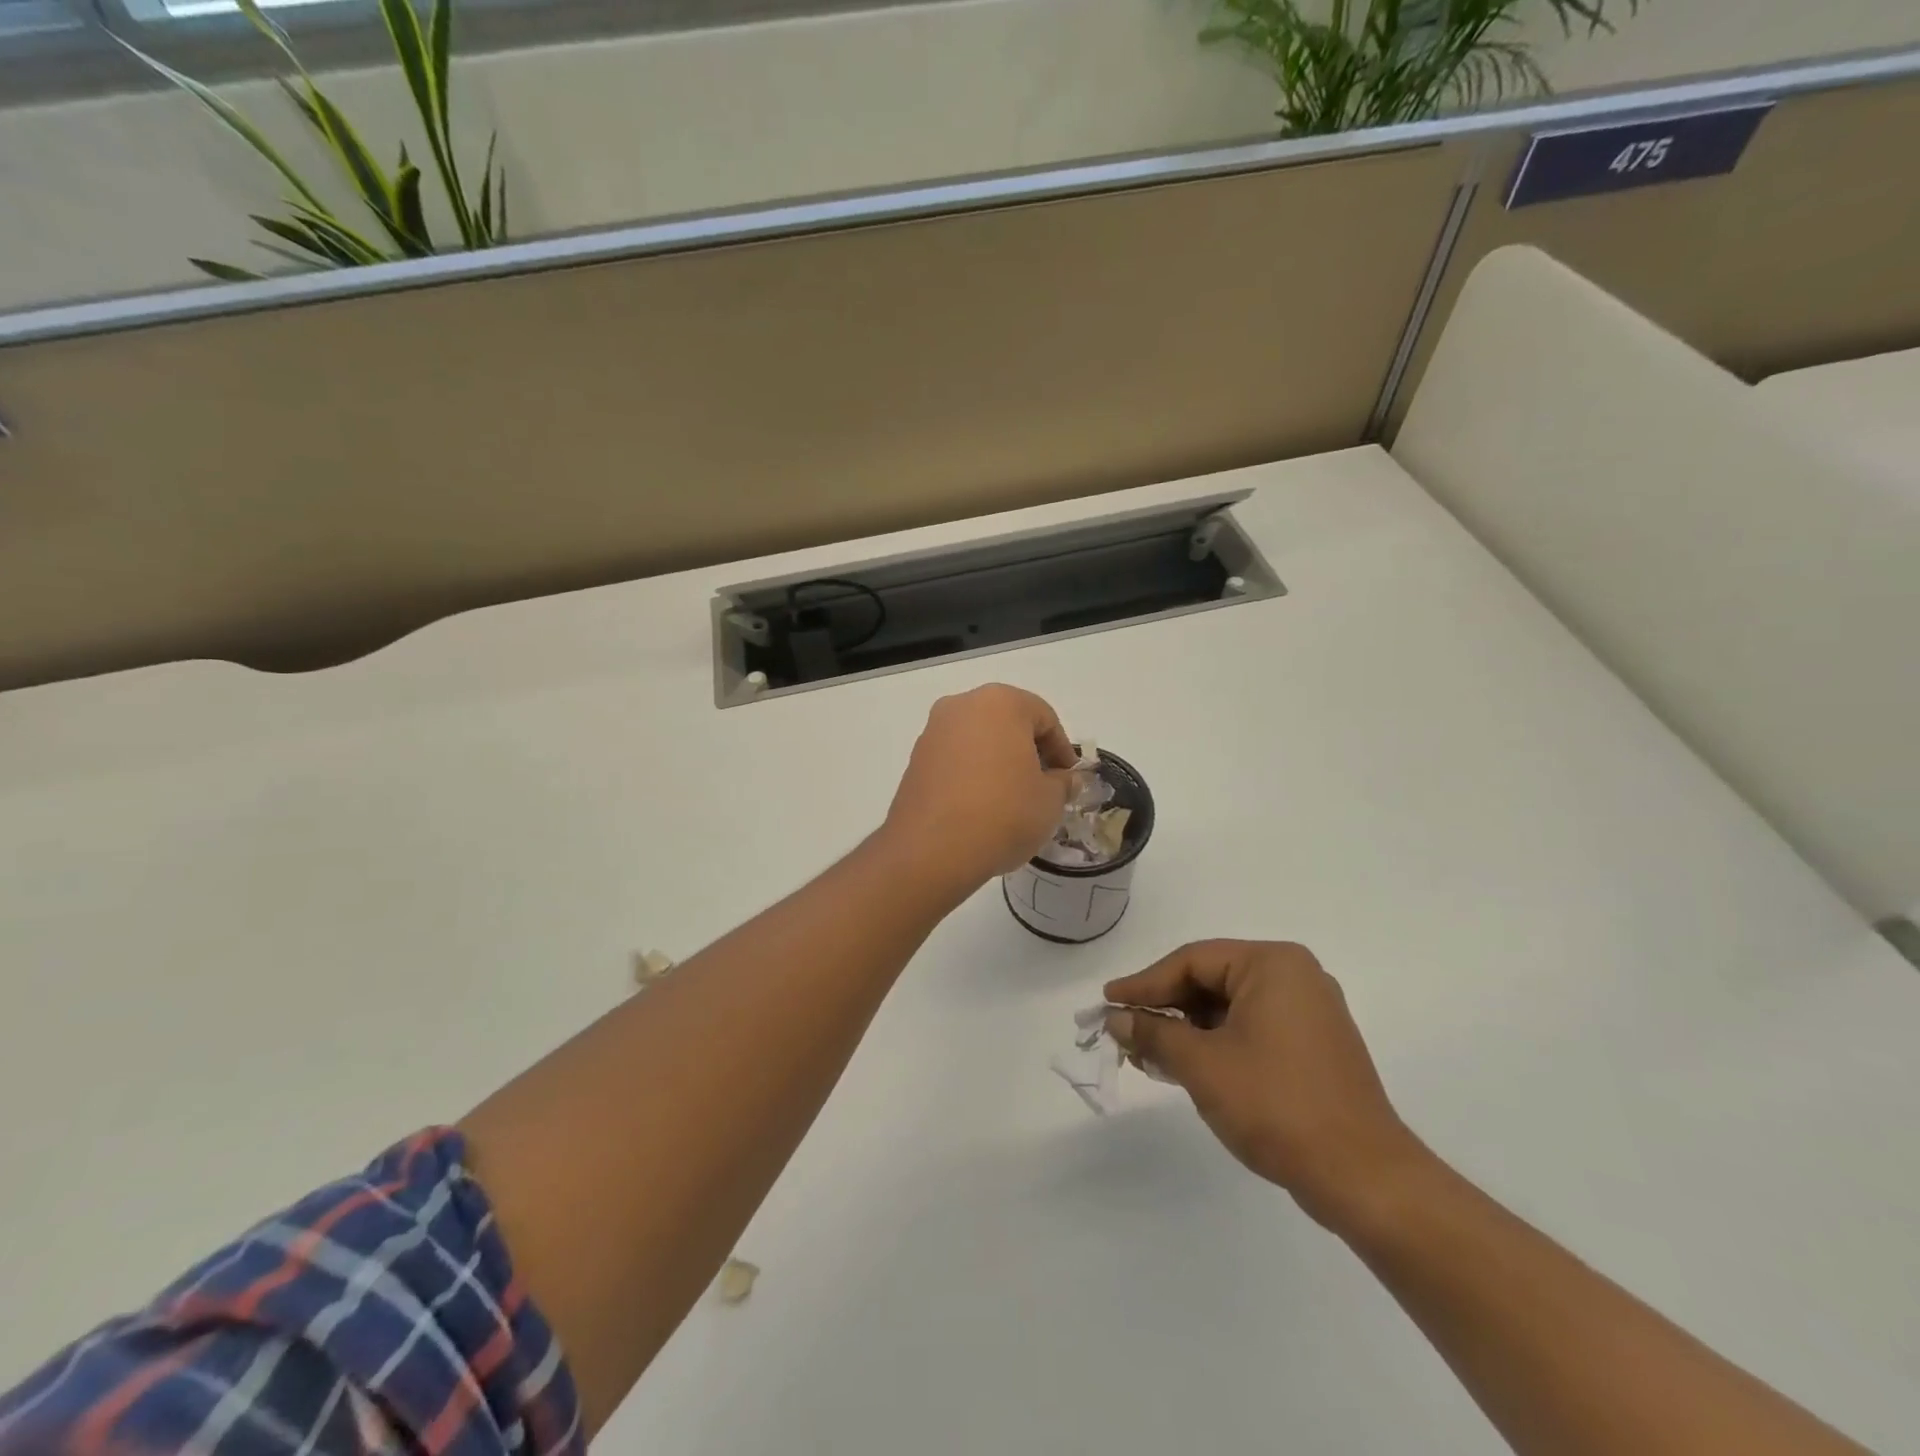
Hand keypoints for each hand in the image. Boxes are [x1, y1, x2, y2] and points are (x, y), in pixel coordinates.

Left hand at [884, 684, 1077, 893]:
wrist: (932, 850)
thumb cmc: (1003, 814)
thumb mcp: (1050, 801)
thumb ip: (1063, 783)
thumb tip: (1064, 779)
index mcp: (1000, 703)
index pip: (1044, 717)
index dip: (1062, 750)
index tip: (1069, 780)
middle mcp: (962, 706)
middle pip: (1008, 723)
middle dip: (1029, 751)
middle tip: (1044, 786)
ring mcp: (933, 732)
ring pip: (979, 740)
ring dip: (999, 762)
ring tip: (1013, 800)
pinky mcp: (915, 760)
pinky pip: (956, 760)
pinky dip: (973, 774)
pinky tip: (982, 806)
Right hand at [1104, 941, 1427, 1230]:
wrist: (1364, 1178)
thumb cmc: (1277, 1105)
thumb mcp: (1202, 1065)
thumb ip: (1154, 1033)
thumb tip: (1115, 1018)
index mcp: (1273, 964)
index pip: (1192, 961)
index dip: (1144, 983)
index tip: (1107, 1002)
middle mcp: (1294, 976)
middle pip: (1210, 980)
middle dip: (1166, 1007)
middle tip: (1124, 1029)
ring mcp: (1309, 1012)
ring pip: (1229, 1006)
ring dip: (1187, 1029)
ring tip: (1147, 1052)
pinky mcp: (1314, 1046)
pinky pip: (1251, 1028)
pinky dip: (1216, 1043)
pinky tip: (1185, 1065)